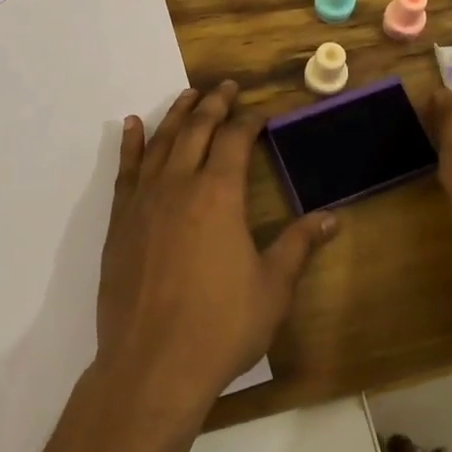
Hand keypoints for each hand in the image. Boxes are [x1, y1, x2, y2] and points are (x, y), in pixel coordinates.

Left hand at [95, 81, 336, 415]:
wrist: (152, 365)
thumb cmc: (221, 326)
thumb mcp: (273, 288)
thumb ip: (298, 246)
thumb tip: (331, 217)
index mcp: (219, 194)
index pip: (235, 141)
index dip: (249, 121)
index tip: (260, 112)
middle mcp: (179, 184)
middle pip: (197, 129)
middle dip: (214, 104)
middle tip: (226, 86)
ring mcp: (144, 200)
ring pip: (161, 141)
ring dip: (177, 114)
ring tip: (190, 94)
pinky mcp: (120, 220)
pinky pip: (125, 169)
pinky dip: (131, 143)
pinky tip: (134, 125)